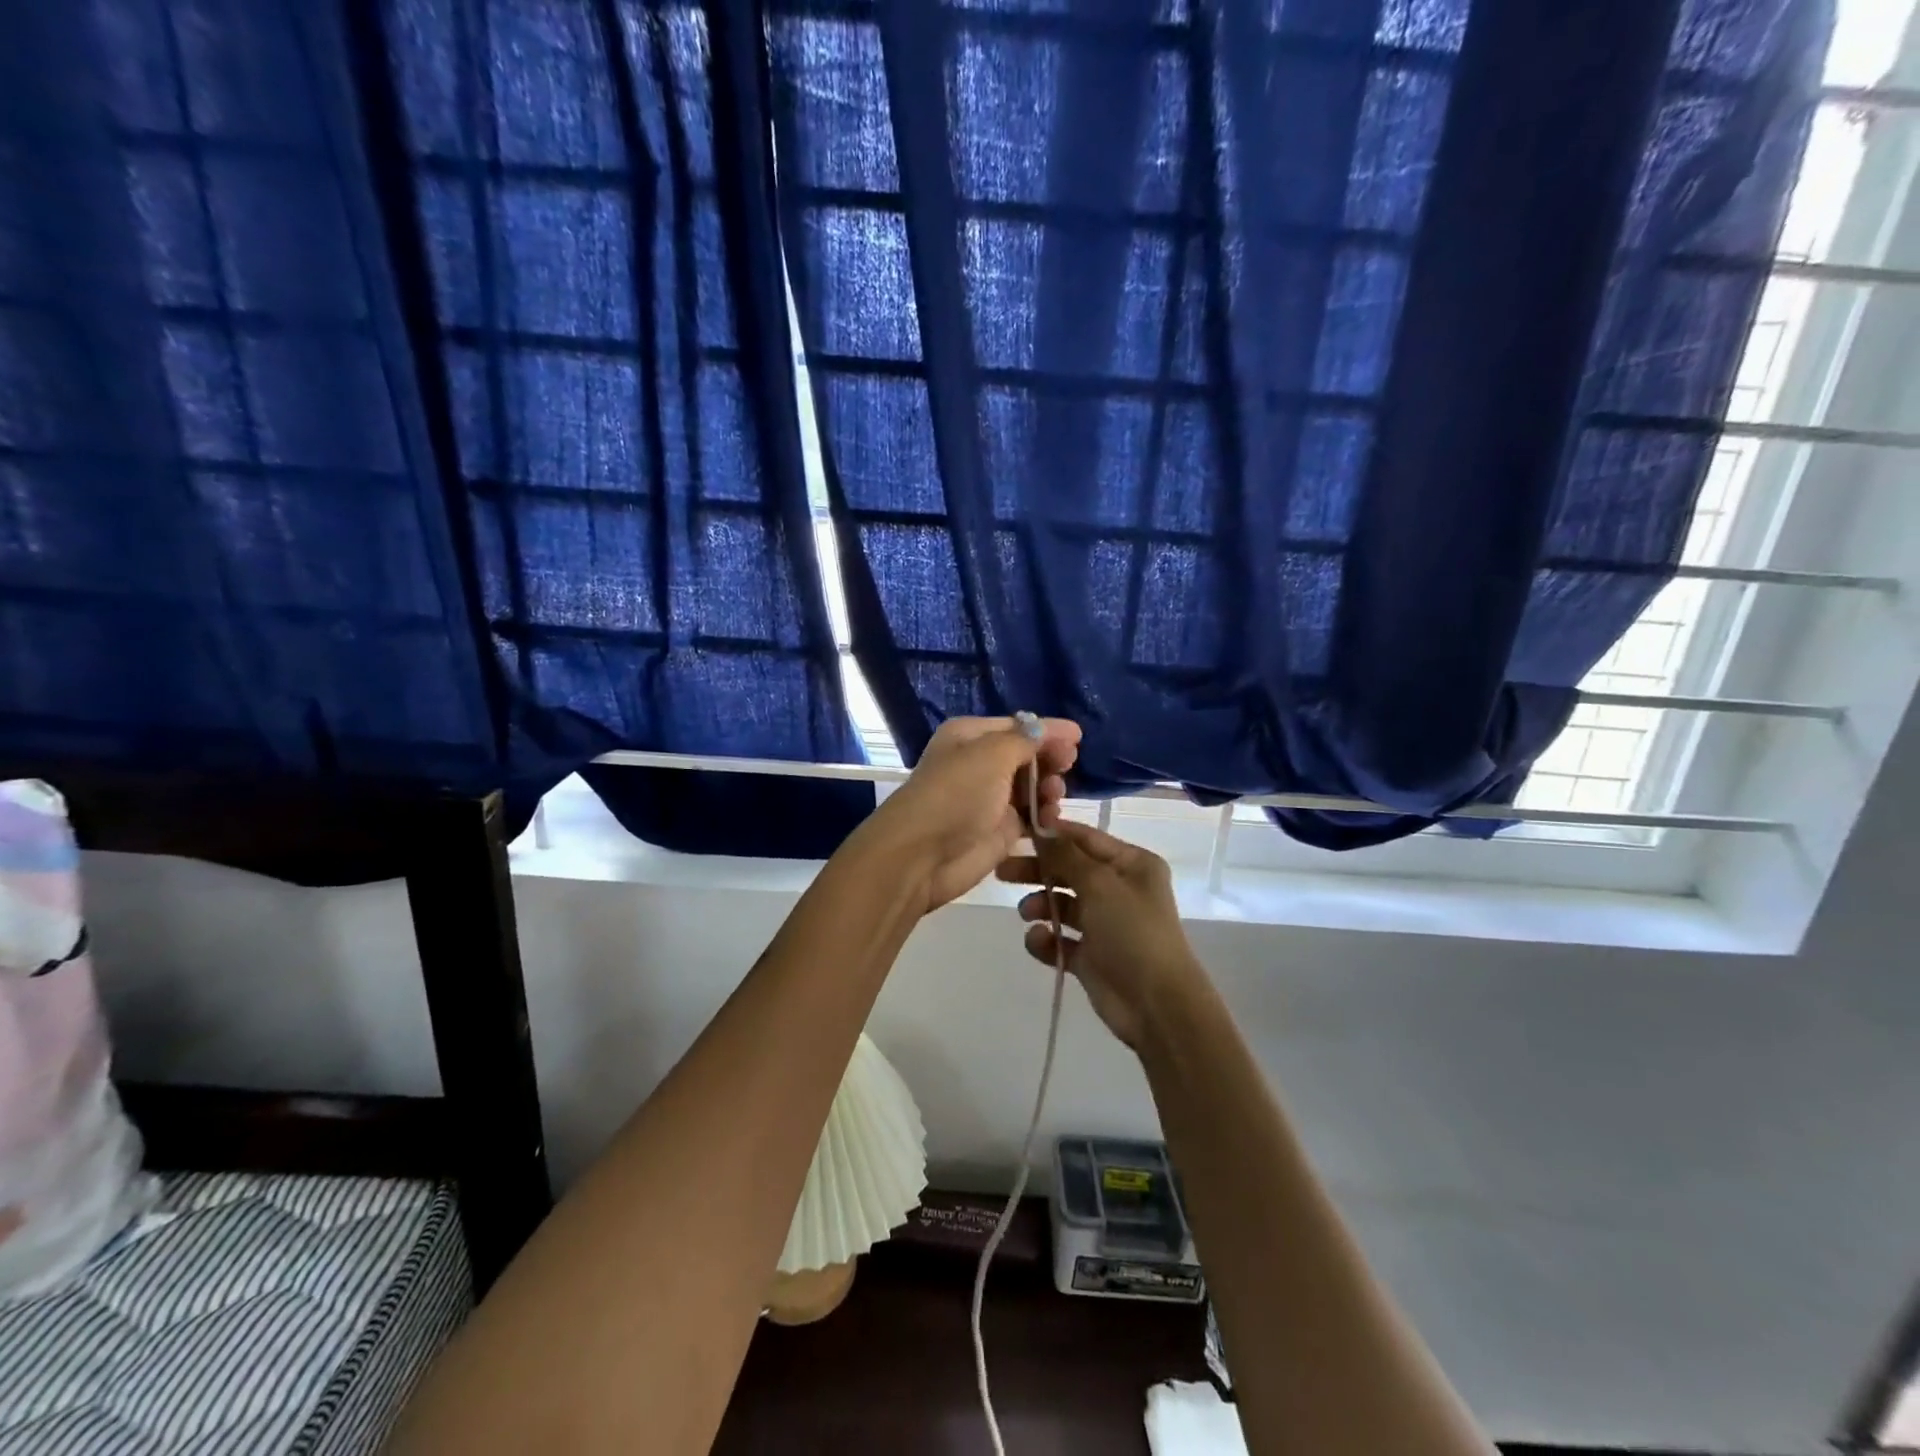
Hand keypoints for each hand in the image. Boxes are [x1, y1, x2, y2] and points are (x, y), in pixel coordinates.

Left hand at [867, 716, 1080, 914]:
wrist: (923, 855)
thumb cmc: (956, 794)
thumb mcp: (991, 755)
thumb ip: (1026, 740)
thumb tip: (1050, 728)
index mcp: (970, 736)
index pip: (1017, 726)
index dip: (1047, 731)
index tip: (1079, 738)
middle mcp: (979, 763)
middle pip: (1026, 755)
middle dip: (1049, 759)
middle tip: (1067, 767)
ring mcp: (990, 798)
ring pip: (1031, 786)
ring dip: (1049, 787)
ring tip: (1053, 795)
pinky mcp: (999, 829)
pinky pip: (1031, 815)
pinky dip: (1044, 814)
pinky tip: (1052, 816)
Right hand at [997, 820, 1203, 1048]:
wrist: (1156, 1004)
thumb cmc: (1132, 932)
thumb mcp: (1099, 884)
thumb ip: (1065, 855)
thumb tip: (1042, 827)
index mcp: (1131, 864)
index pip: (1084, 838)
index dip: (1052, 834)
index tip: (1016, 831)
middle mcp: (1119, 889)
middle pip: (1068, 870)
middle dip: (1037, 870)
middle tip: (1003, 873)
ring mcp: (1104, 923)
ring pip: (1061, 904)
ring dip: (1040, 905)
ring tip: (1028, 914)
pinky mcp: (1091, 955)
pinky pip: (1060, 939)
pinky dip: (1046, 939)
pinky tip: (1039, 942)